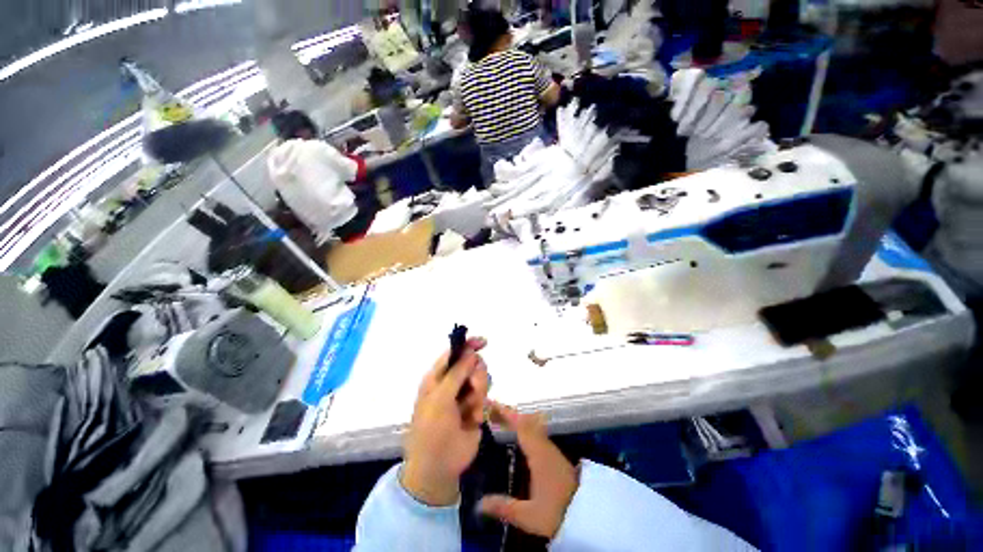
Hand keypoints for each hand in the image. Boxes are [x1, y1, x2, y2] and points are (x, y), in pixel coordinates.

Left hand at [401, 337, 489, 506]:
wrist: (438, 467)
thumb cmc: (432, 430)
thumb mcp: (440, 399)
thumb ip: (456, 373)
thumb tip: (471, 352)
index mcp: (437, 377)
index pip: (454, 353)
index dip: (468, 345)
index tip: (484, 342)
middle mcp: (451, 383)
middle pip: (472, 364)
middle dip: (477, 374)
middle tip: (474, 388)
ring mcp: (464, 396)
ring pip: (481, 379)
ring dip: (480, 392)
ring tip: (472, 410)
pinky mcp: (475, 408)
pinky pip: (485, 397)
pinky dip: (481, 407)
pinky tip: (474, 420)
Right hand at [479, 403, 578, 538]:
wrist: (590, 515)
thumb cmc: (558, 512)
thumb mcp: (529, 515)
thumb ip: (504, 507)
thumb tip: (479, 503)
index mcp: (538, 453)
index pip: (520, 426)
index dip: (505, 413)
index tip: (492, 403)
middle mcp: (544, 446)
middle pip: (525, 422)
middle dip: (508, 414)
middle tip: (491, 411)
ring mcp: (551, 450)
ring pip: (531, 426)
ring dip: (516, 420)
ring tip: (501, 420)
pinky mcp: (555, 456)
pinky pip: (536, 433)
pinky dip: (524, 428)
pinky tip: (518, 436)